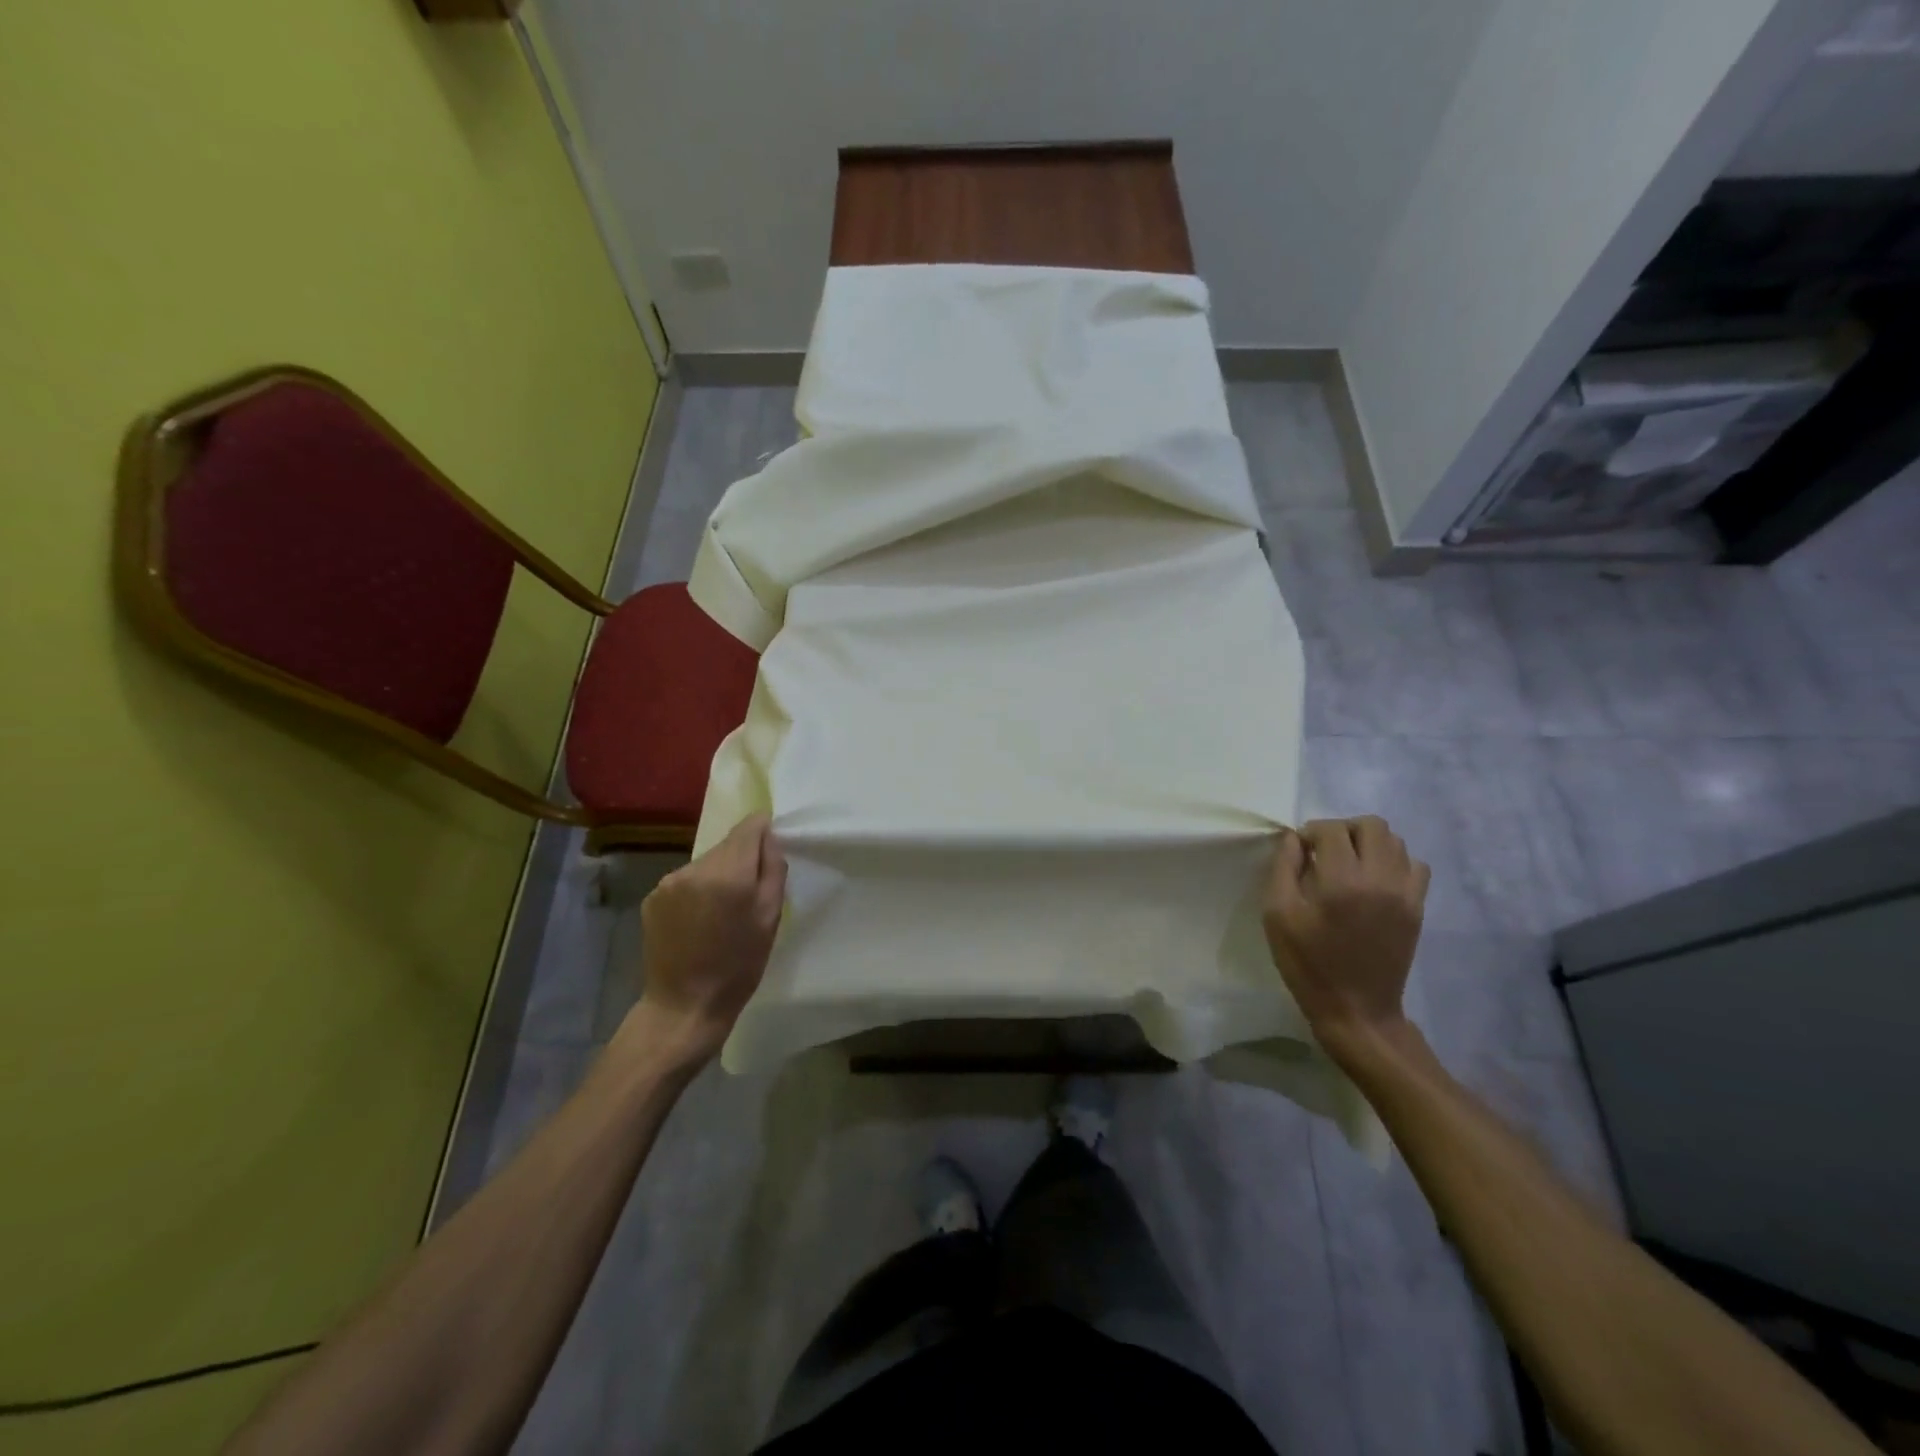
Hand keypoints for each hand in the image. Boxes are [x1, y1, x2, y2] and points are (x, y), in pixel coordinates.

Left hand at [630, 814, 787, 1059]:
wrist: (684, 1007)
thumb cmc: (738, 966)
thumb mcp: (770, 918)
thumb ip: (773, 870)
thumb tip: (769, 838)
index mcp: (728, 873)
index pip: (749, 826)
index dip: (763, 832)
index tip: (770, 852)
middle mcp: (695, 869)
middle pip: (727, 845)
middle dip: (741, 860)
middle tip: (748, 895)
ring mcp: (668, 882)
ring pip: (706, 863)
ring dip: (718, 876)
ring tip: (722, 913)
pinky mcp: (652, 898)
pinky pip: (685, 881)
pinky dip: (696, 891)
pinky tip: (698, 921)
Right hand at [1263, 817, 1429, 1052]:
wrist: (1356, 1010)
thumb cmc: (1308, 963)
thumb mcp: (1277, 916)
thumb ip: (1283, 869)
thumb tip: (1293, 840)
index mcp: (1342, 881)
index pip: (1331, 830)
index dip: (1309, 833)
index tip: (1298, 851)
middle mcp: (1380, 879)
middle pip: (1370, 825)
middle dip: (1342, 829)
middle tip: (1324, 851)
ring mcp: (1405, 893)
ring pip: (1395, 842)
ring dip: (1368, 843)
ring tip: (1348, 864)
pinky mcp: (1417, 908)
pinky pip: (1415, 866)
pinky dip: (1394, 862)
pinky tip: (1374, 880)